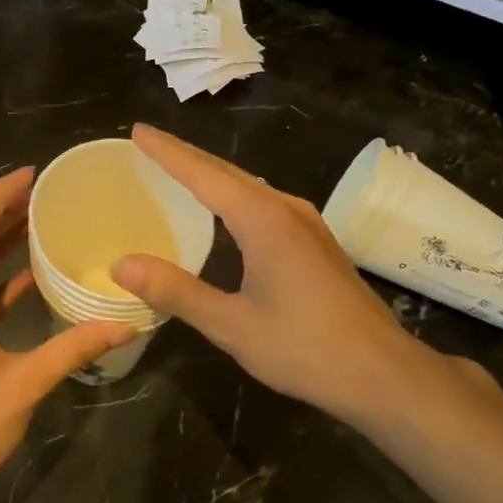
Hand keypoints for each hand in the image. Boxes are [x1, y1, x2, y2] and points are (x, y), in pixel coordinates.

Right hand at [110, 125, 435, 425]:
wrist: (381, 372)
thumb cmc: (304, 348)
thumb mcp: (231, 325)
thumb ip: (176, 291)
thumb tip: (122, 265)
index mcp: (263, 221)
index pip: (204, 174)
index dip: (168, 152)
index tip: (138, 131)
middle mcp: (287, 210)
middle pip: (228, 173)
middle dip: (186, 157)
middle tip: (148, 145)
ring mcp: (308, 225)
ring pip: (250, 187)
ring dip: (212, 176)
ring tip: (178, 171)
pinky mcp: (317, 243)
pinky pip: (266, 204)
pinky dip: (235, 197)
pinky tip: (226, 212)